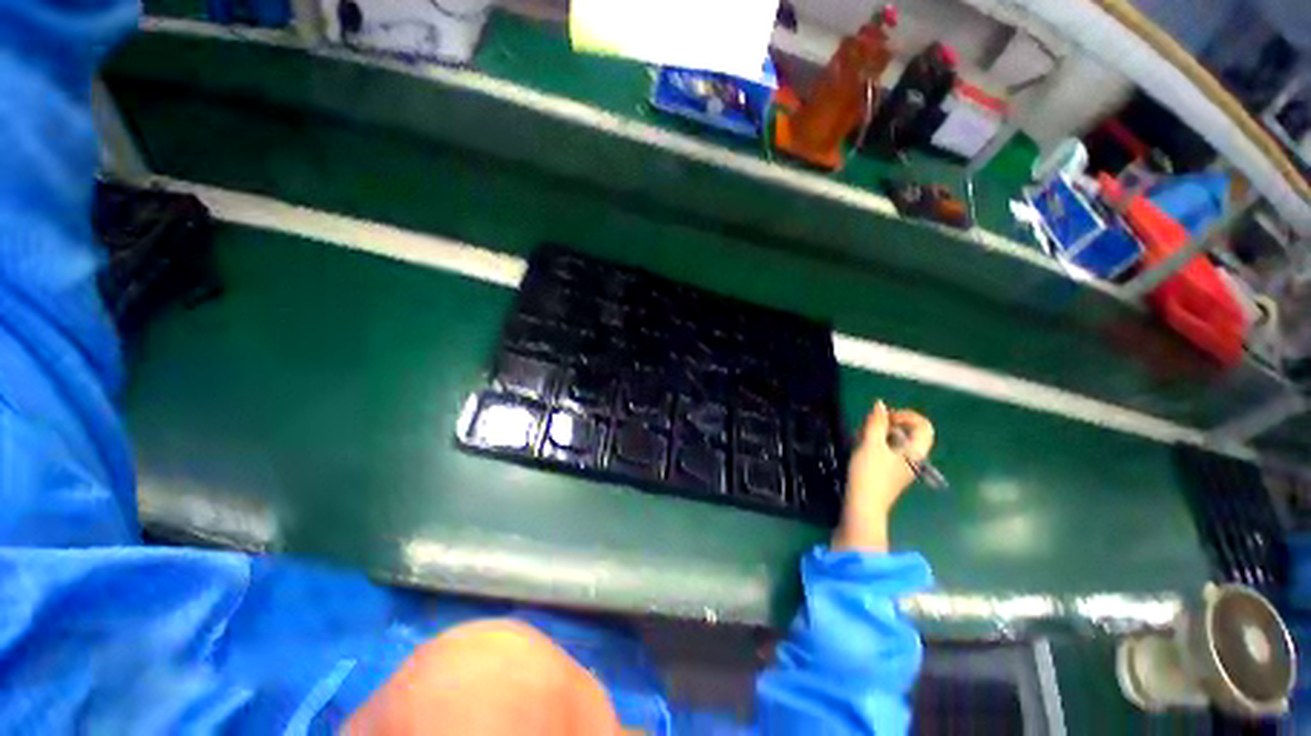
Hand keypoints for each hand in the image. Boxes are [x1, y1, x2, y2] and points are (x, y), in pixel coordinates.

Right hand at [832, 401, 934, 552]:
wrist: (864, 505)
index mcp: (915, 451)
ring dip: (878, 434)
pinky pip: (887, 451)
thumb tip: (880, 404)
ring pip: (895, 441)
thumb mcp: (871, 444)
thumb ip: (876, 422)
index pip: (923, 425)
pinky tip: (859, 448)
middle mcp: (913, 458)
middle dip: (887, 424)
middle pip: (907, 432)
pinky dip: (875, 444)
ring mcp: (902, 467)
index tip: (885, 417)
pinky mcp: (889, 473)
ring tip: (859, 437)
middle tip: (868, 426)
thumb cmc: (870, 473)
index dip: (906, 415)